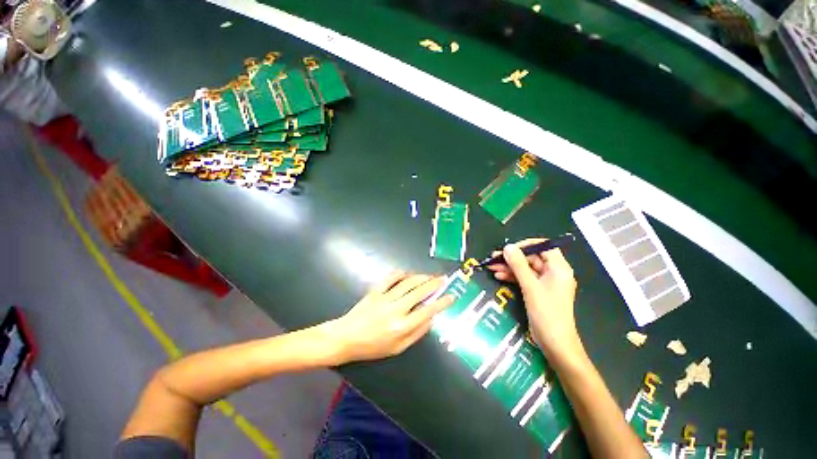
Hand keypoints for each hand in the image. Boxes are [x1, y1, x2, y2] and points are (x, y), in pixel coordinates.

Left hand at [326, 272, 453, 363]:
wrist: (346, 338)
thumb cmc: (372, 347)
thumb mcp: (397, 348)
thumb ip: (416, 333)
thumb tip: (431, 319)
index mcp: (402, 327)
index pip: (427, 311)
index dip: (441, 302)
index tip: (451, 296)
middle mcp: (396, 310)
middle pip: (419, 292)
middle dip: (434, 284)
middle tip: (443, 279)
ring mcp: (385, 298)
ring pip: (408, 283)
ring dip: (421, 277)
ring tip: (430, 276)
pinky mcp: (376, 291)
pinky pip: (391, 278)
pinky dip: (401, 274)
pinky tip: (408, 274)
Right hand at [487, 239, 583, 362]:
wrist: (555, 343)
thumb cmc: (547, 313)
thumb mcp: (530, 287)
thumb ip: (518, 265)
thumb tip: (508, 247)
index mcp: (559, 268)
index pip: (544, 247)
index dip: (526, 245)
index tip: (509, 248)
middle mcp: (553, 273)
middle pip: (531, 258)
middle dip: (512, 258)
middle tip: (493, 258)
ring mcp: (545, 283)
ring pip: (525, 269)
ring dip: (509, 267)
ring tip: (491, 267)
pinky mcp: (538, 292)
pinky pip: (524, 279)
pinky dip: (512, 277)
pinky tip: (499, 276)